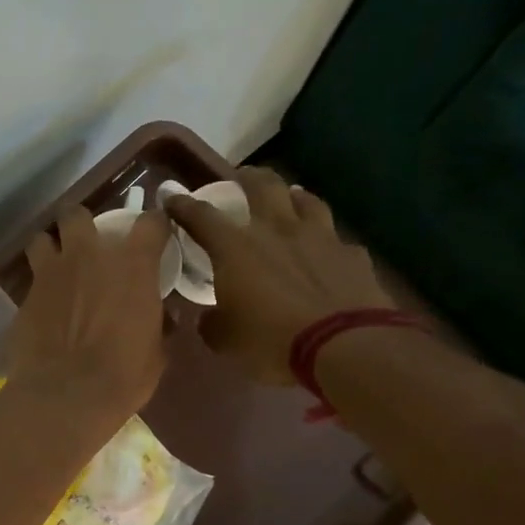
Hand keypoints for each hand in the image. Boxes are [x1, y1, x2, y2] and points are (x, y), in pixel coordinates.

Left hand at [8, 205, 170, 422]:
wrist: (65, 396)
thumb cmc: (122, 376)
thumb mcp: (156, 352)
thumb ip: (158, 323)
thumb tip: (163, 317)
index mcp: (132, 265)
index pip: (150, 223)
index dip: (154, 225)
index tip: (155, 235)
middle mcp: (88, 256)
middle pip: (78, 215)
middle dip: (82, 225)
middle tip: (88, 247)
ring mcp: (50, 273)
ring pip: (42, 238)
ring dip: (50, 248)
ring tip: (57, 268)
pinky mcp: (24, 296)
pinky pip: (30, 278)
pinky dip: (38, 286)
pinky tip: (43, 305)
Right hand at [166, 168, 393, 386]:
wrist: (344, 347)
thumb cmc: (272, 341)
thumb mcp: (226, 341)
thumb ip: (213, 323)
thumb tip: (209, 317)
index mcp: (235, 249)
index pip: (201, 216)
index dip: (183, 205)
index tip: (172, 197)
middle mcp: (276, 230)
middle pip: (262, 186)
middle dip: (247, 177)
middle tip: (240, 177)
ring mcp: (319, 237)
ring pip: (305, 200)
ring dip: (292, 197)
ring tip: (288, 199)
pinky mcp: (352, 255)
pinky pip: (336, 239)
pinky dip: (326, 242)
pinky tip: (325, 251)